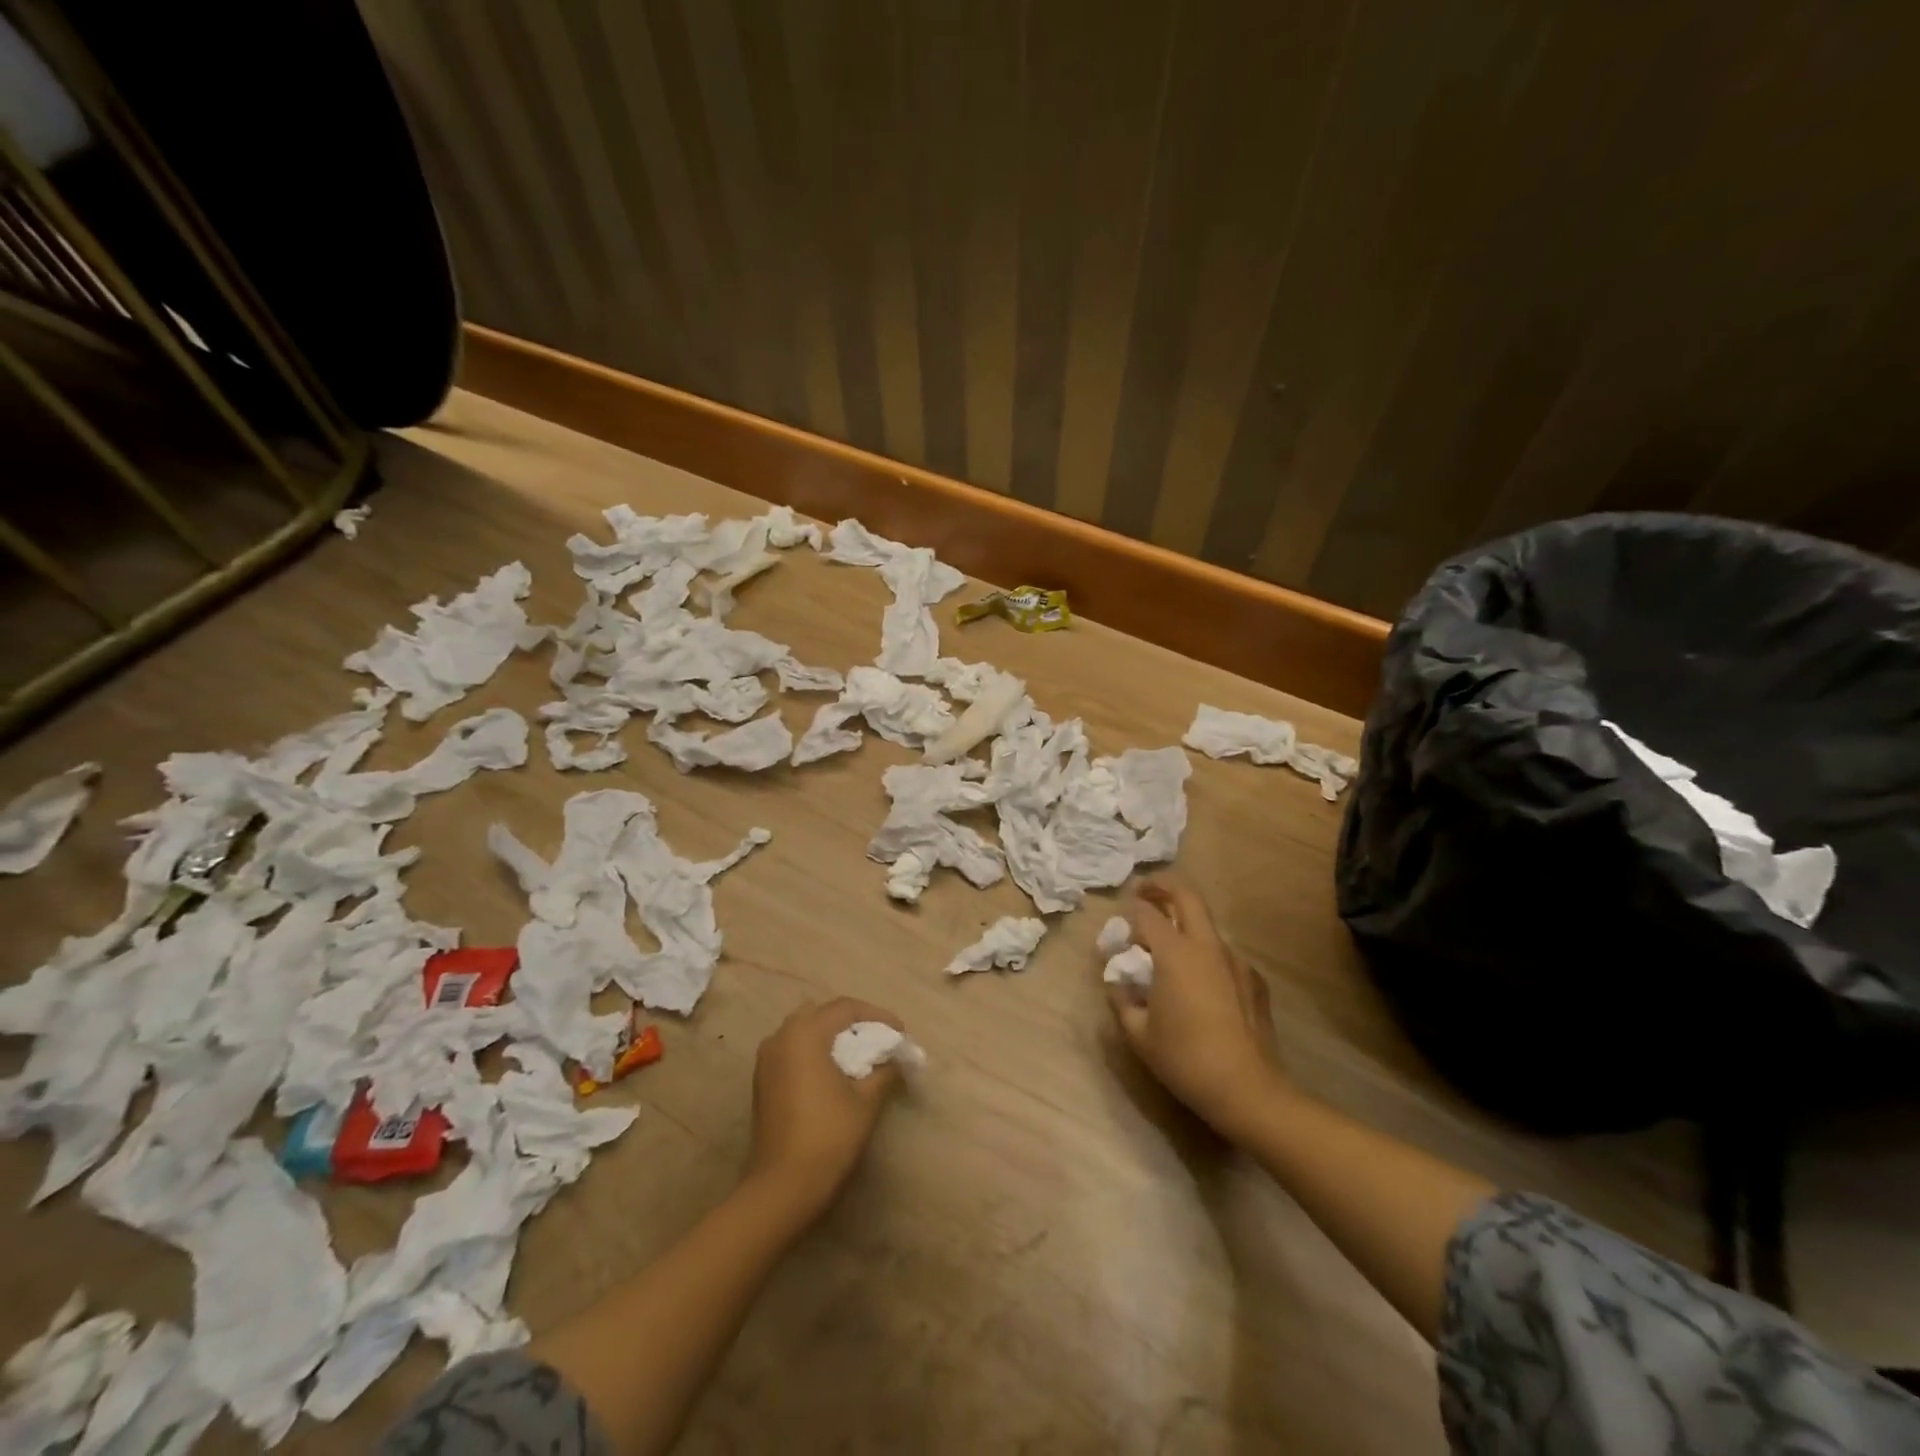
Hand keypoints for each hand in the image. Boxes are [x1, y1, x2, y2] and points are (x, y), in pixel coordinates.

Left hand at [746, 998, 903, 1216]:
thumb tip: (893, 1059)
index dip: (877, 1016)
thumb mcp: (866, 1100)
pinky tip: (834, 1073)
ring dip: (832, 1037)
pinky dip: (815, 1052)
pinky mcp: (762, 1081)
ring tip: (859, 1055)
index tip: (900, 1032)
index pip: (846, 1008)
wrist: (782, 1187)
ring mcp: (766, 1060)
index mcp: (804, 1033)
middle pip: (822, 1014)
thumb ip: (883, 1070)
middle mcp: (780, 1037)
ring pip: (804, 1032)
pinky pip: (793, 1051)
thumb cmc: (828, 1136)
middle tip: (879, 1039)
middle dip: (853, 1023)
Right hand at [1106, 879, 1286, 1140]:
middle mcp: (1207, 946)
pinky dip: (1206, 955)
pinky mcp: (1254, 980)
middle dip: (1163, 887)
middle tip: (1144, 892)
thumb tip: (1118, 983)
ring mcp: (1235, 961)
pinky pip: (1224, 955)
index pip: (1147, 914)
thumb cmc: (1185, 1058)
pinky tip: (1200, 985)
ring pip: (1207, 926)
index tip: (1121, 928)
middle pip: (1187, 896)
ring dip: (1185, 924)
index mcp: (1175, 953)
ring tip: (1170, 950)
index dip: (1131, 914)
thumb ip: (1121, 1000)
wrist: (1247, 1090)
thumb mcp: (1138, 1033)